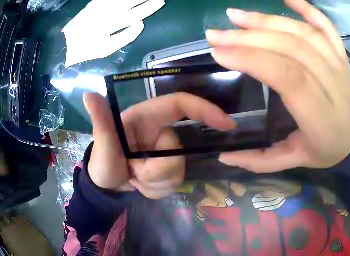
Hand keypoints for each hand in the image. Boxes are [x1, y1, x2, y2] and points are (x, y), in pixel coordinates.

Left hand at [62, 0, 164, 66]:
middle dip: (146, 0)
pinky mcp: (95, 4)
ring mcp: (102, 8)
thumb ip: (123, 38)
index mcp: (112, 26)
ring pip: (123, 1)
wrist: (65, 44)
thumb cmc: (85, 49)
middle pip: (131, 3)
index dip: (148, 8)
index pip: (135, 15)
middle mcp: (109, 14)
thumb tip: (140, 24)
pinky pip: (109, 0)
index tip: (159, 3)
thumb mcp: (104, 49)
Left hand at [83, 92, 234, 197]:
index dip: (205, 110)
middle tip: (135, 175)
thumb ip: (100, 120)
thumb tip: (89, 94)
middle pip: (179, 152)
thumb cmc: (102, 160)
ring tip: (135, 180)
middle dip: (158, 171)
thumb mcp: (101, 143)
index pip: (181, 104)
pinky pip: (175, 183)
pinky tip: (142, 186)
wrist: (106, 184)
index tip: (226, 124)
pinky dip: (158, 190)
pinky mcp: (167, 168)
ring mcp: (165, 152)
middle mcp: (160, 132)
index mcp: (147, 117)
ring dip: (156, 183)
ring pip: (179, 171)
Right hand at [207, 0, 349, 171]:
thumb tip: (222, 154)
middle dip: (250, 37)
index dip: (252, 59)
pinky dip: (308, 9)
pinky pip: (327, 27)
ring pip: (304, 33)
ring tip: (236, 16)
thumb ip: (260, 161)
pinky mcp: (343, 56)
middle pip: (292, 48)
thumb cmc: (329, 150)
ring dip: (268, 20)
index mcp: (322, 116)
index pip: (287, 76)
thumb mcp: (295, 162)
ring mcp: (341, 65)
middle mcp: (335, 84)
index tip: (219, 53)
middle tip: (216, 33)